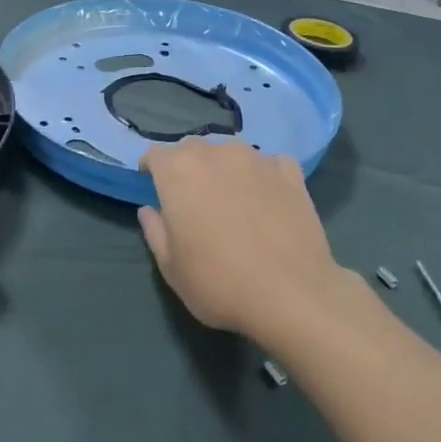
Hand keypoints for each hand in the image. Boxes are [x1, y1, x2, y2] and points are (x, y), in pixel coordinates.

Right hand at [137, 138, 351, 345]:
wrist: (291, 294)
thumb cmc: (219, 282)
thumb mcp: (171, 268)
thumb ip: (155, 231)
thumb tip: (149, 210)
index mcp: (178, 171)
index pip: (155, 154)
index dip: (152, 169)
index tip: (154, 186)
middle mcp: (215, 153)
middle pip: (193, 148)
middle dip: (187, 166)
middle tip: (193, 198)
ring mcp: (255, 158)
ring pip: (230, 151)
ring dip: (224, 167)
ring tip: (232, 197)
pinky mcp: (289, 172)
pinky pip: (269, 162)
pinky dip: (263, 173)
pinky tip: (267, 196)